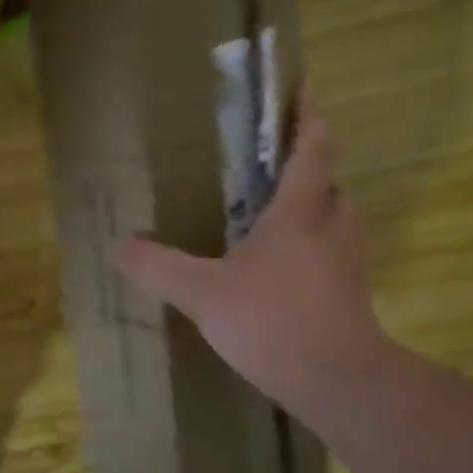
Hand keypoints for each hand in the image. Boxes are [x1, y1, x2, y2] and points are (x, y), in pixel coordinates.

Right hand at [116, 94, 394, 412]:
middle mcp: (332, 227)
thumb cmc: (274, 320)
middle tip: (273, 163)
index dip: (307, 115)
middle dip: (310, 164)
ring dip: (314, 205)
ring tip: (275, 213)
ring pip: (336, 217)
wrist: (342, 383)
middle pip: (331, 181)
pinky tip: (281, 269)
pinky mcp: (352, 294)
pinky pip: (333, 252)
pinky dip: (313, 245)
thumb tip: (120, 245)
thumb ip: (159, 266)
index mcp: (300, 211)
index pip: (312, 148)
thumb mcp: (204, 292)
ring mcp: (348, 262)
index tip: (302, 88)